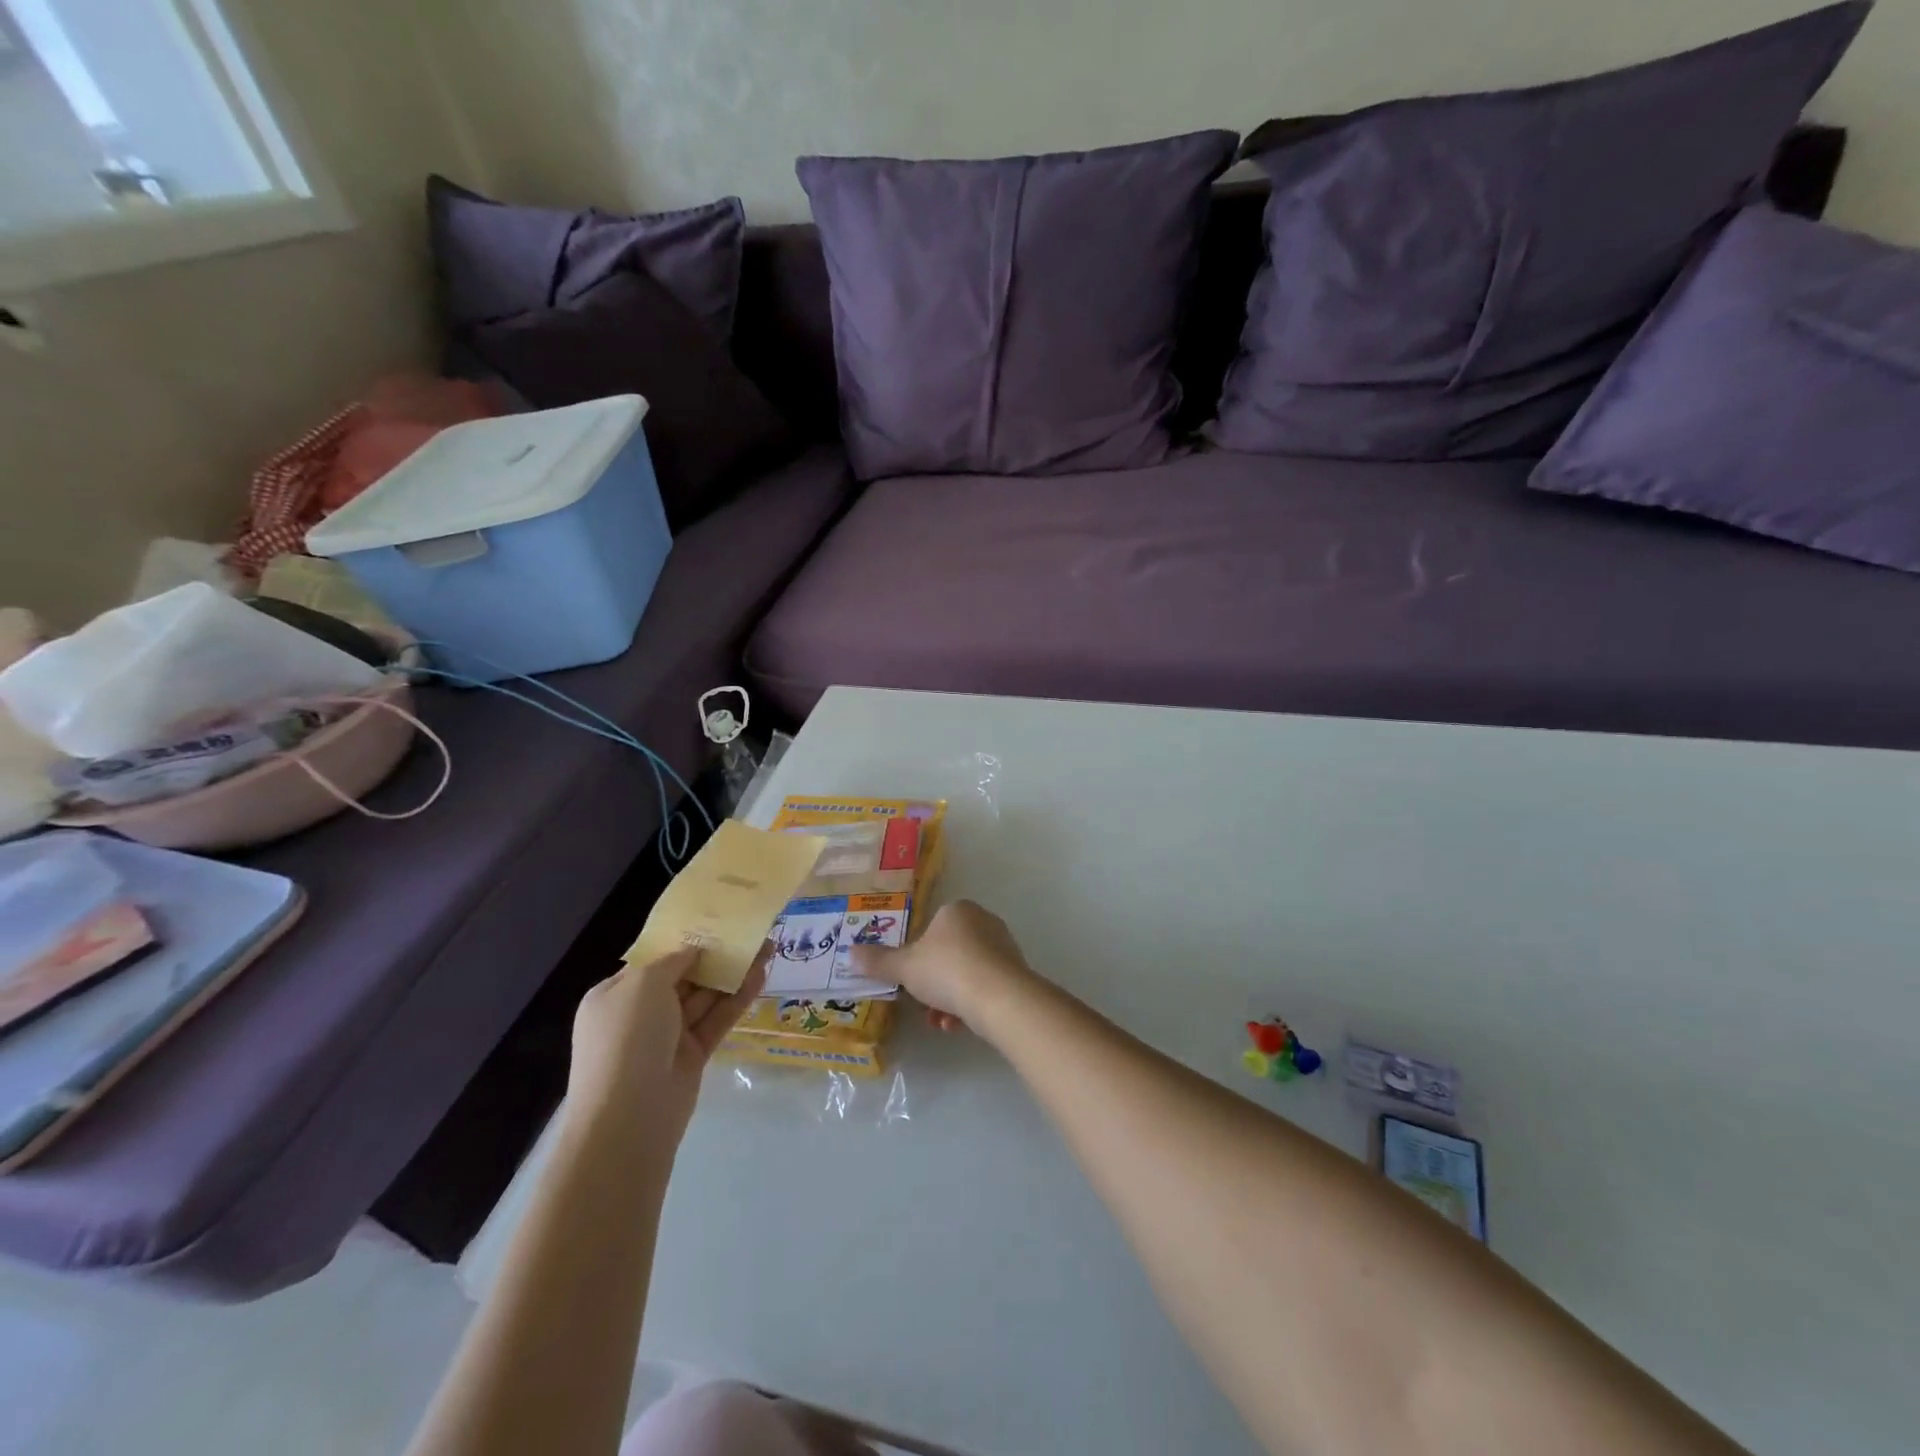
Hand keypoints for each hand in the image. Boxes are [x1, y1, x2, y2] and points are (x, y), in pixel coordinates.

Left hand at [567, 947, 764, 1143]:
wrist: (629, 1115)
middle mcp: (639, 1014)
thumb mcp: (643, 984)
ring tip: (766, 947)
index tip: (713, 924)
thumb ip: (673, 961)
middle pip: (683, 978)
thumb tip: (693, 952)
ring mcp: (667, 1037)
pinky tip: (761, 976)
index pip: (652, 963)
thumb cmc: (627, 1037)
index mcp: (614, 995)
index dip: (682, 943)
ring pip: (704, 998)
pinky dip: (737, 999)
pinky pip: (717, 1020)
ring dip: (732, 974)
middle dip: (713, 957)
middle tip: (747, 934)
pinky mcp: (692, 1056)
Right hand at [851, 900, 1035, 1030]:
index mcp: (957, 910)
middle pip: (949, 954)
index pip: (932, 928)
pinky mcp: (1016, 972)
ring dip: (949, 999)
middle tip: (922, 1004)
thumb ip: (879, 961)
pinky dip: (969, 1005)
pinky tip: (957, 1025)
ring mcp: (1003, 946)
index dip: (918, 955)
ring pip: (966, 973)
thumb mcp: (905, 967)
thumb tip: (850, 953)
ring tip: (940, 1022)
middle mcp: (984, 921)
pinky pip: (985, 987)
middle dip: (933, 983)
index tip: (911, 979)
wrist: (999, 996)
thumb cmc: (947, 970)